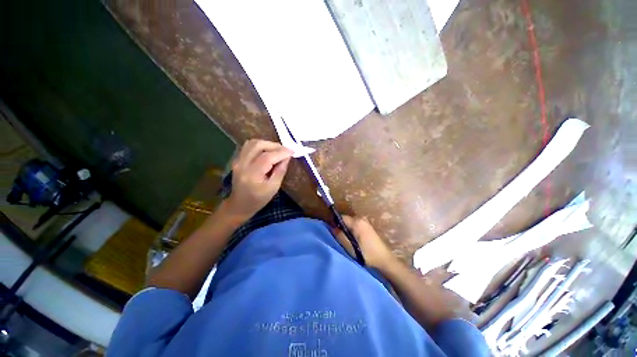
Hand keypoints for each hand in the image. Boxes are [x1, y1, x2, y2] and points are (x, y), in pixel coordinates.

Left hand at [224, 139, 292, 219]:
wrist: (239, 205)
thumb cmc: (258, 200)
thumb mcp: (273, 188)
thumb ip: (280, 171)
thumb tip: (287, 157)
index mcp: (252, 175)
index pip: (267, 157)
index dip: (281, 152)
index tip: (292, 151)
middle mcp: (242, 165)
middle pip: (258, 145)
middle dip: (274, 145)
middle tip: (285, 150)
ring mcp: (237, 161)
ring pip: (252, 143)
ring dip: (267, 144)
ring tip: (277, 150)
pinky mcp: (237, 159)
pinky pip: (248, 146)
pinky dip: (260, 145)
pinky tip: (267, 151)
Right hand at [333, 215, 393, 269]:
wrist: (384, 259)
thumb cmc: (367, 254)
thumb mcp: (350, 247)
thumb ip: (340, 236)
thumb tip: (331, 227)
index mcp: (357, 222)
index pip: (341, 217)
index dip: (334, 223)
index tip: (332, 232)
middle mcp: (361, 218)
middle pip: (346, 219)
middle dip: (341, 227)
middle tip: (339, 238)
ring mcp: (365, 222)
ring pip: (350, 223)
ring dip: (347, 229)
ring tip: (346, 240)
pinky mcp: (368, 226)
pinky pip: (356, 225)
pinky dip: (352, 230)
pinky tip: (354, 240)